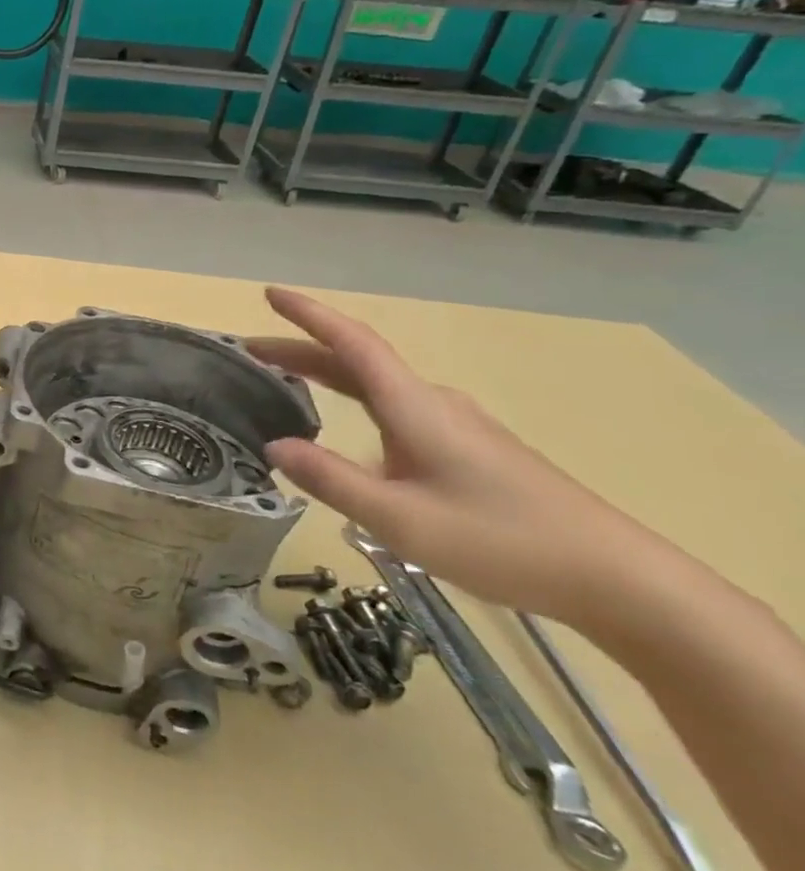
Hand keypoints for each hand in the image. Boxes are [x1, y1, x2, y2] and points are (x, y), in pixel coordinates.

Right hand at [248, 287, 657, 622]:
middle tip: (252, 351)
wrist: (618, 579)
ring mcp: (457, 428)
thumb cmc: (502, 540)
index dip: (309, 315)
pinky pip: (396, 410)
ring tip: (285, 382)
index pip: (352, 344)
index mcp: (415, 408)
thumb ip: (330, 480)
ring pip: (378, 388)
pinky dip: (354, 401)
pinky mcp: (471, 452)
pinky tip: (347, 432)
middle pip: (359, 363)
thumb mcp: (399, 518)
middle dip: (302, 351)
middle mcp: (434, 405)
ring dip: (327, 376)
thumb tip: (273, 446)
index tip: (271, 292)